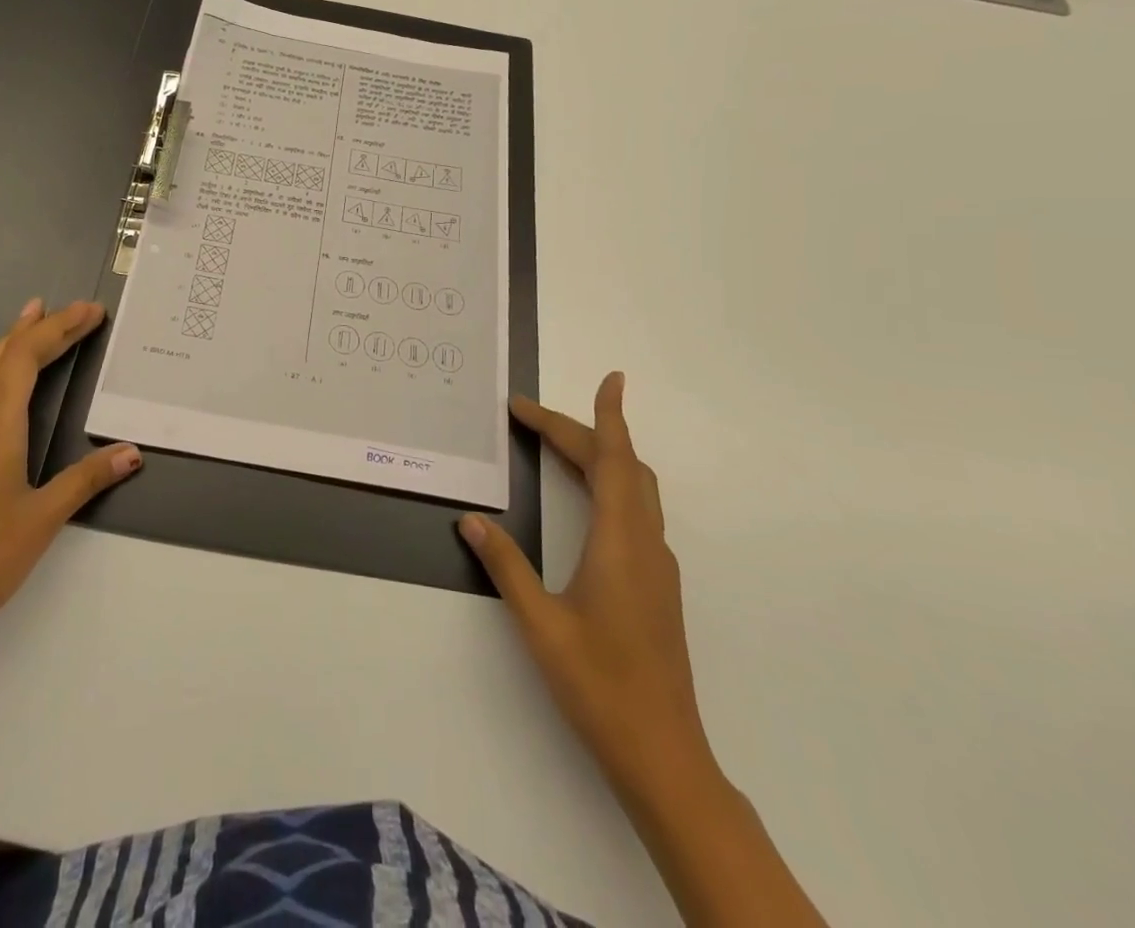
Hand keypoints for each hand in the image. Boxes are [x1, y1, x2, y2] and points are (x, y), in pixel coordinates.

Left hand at [0, 298, 141, 687]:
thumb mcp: (44, 518)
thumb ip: (88, 478)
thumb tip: (133, 452)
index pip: (30, 358)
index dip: (62, 329)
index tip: (91, 312)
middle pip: (7, 357)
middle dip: (44, 329)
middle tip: (78, 311)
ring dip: (6, 338)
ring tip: (30, 311)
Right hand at [460, 373, 713, 798]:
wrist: (663, 754)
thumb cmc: (600, 685)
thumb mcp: (540, 624)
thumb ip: (506, 566)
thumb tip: (472, 521)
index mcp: (621, 543)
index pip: (614, 461)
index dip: (606, 417)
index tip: (609, 380)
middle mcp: (645, 543)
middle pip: (622, 467)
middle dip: (581, 432)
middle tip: (532, 416)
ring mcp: (656, 565)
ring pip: (634, 489)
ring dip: (600, 456)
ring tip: (557, 443)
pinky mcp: (656, 584)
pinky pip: (635, 511)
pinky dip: (609, 483)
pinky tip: (586, 498)